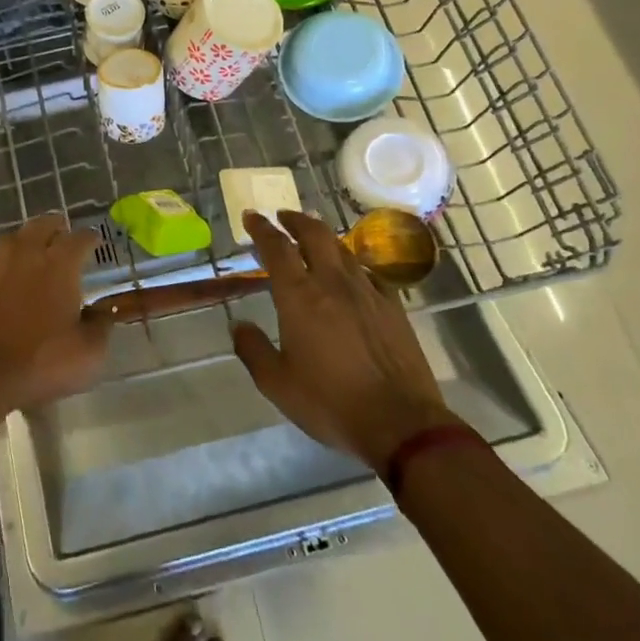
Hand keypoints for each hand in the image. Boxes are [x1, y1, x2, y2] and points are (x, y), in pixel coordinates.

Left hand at [0, 214, 109, 410]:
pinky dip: (3, 269)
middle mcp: (26, 253)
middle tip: (62, 236)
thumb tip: (102, 312)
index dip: (90, 238)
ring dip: (27, 243)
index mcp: (59, 263)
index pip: (80, 238)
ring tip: (33, 256)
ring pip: (14, 240)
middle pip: (43, 225)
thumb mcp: (87, 353)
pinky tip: (5, 284)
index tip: (95, 241)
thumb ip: (100, 326)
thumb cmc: (39, 361)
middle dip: (56, 227)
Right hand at [233, 210, 453, 466]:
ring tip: (314, 238)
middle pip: (314, 233)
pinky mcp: (393, 307)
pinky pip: (368, 273)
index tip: (251, 216)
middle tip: (283, 217)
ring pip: (343, 249)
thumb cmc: (331, 402)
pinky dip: (352, 265)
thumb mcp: (277, 384)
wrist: (401, 423)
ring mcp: (367, 291)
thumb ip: (253, 349)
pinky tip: (351, 275)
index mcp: (299, 295)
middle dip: (295, 220)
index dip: (261, 228)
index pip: (276, 247)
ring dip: (323, 237)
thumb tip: (238, 326)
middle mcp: (333, 282)